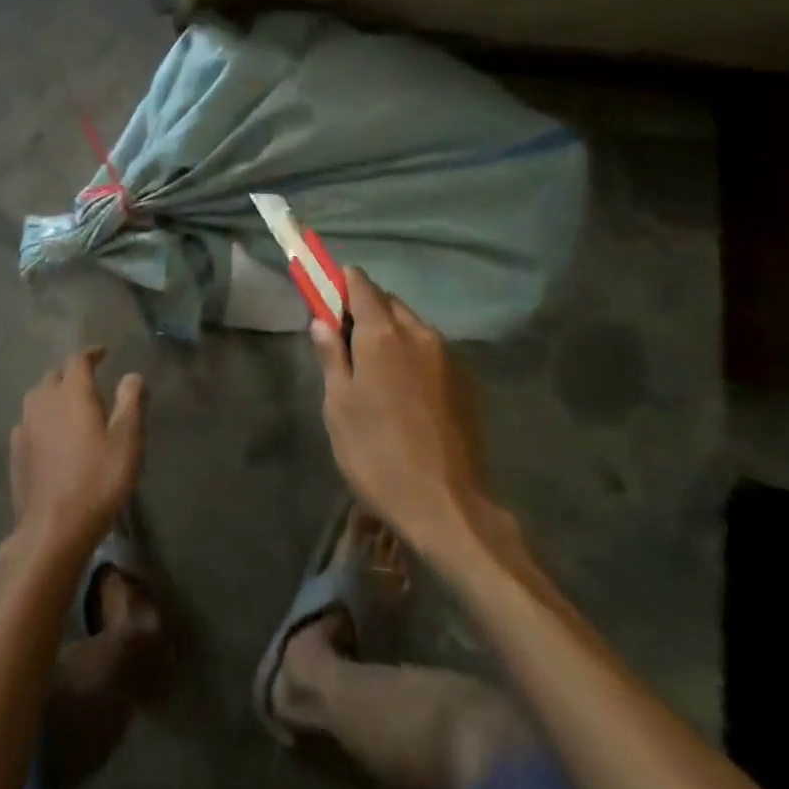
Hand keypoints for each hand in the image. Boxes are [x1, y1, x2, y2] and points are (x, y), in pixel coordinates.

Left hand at [7, 348, 145, 563]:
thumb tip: (132, 375)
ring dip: (53, 394)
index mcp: (72, 392)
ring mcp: (25, 426)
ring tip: (69, 405)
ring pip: (38, 397)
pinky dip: (42, 418)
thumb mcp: (127, 440)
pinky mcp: (16, 451)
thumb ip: (130, 402)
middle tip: (89, 381)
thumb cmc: (98, 480)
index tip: (103, 353)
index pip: (78, 360)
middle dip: (71, 373)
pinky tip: (50, 434)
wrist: (53, 528)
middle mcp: (44, 401)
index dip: (91, 354)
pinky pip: (29, 421)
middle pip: (55, 375)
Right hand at [311, 268, 488, 556]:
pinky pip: (432, 351)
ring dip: (391, 332)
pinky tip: (404, 389)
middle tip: (346, 339)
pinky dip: (413, 354)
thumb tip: (321, 320)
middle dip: (366, 309)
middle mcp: (419, 333)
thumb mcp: (339, 406)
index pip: (361, 285)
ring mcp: (448, 356)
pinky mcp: (467, 381)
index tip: (327, 295)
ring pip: (412, 326)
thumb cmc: (377, 453)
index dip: (341, 283)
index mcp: (383, 334)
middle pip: (389, 303)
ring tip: (375, 369)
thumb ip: (331, 356)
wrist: (447, 505)